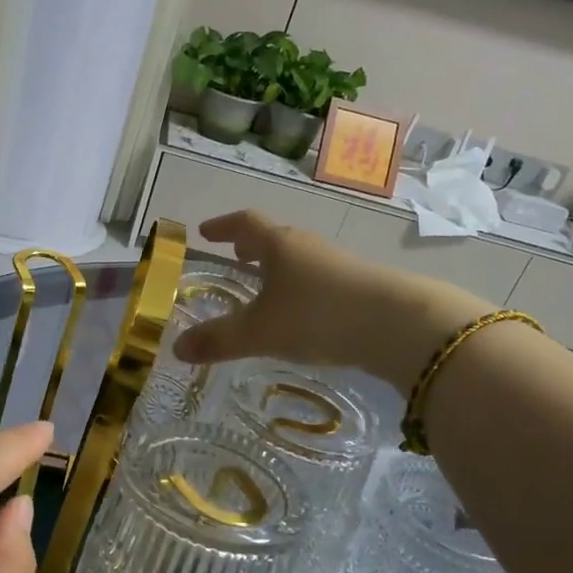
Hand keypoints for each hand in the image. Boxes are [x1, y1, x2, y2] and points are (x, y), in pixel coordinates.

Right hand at [172, 211, 493, 390]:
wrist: (397, 324)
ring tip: (266, 287)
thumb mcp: (260, 332)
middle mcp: (307, 247)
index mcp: (278, 245)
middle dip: (252, 246)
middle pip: (274, 238)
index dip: (222, 226)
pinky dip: (301, 288)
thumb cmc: (316, 315)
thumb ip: (218, 340)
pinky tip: (302, 314)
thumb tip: (176, 348)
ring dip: (279, 267)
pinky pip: (319, 279)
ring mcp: (337, 264)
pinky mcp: (360, 286)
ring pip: (299, 259)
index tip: (205, 231)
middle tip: (236, 256)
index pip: (244, 223)